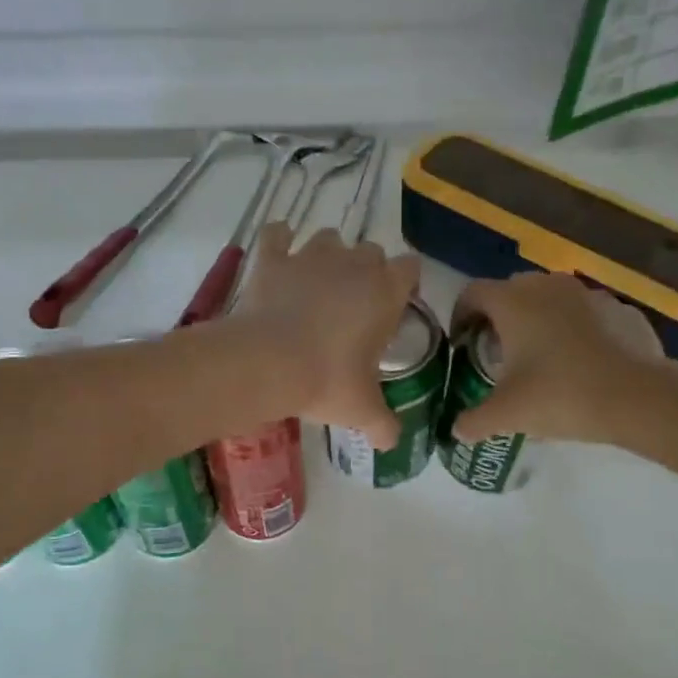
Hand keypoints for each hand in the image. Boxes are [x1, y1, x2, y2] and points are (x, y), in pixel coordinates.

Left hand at [236, 222, 420, 448]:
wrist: (267, 363)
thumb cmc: (326, 381)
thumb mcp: (362, 410)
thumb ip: (384, 425)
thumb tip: (392, 443)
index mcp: (385, 291)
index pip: (410, 268)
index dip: (405, 283)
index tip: (396, 305)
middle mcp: (353, 264)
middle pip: (371, 251)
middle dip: (367, 271)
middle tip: (355, 304)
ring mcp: (310, 256)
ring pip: (329, 238)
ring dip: (328, 254)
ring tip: (318, 282)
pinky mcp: (272, 259)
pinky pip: (277, 234)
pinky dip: (279, 239)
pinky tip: (279, 251)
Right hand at [449, 273, 663, 442]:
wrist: (638, 398)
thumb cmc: (560, 395)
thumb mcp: (507, 415)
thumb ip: (474, 421)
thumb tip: (457, 431)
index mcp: (512, 301)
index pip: (472, 293)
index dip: (461, 315)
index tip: (462, 343)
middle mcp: (546, 285)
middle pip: (511, 292)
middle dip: (500, 318)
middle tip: (498, 353)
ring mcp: (587, 293)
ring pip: (550, 299)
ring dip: (539, 320)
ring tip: (541, 357)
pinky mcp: (619, 308)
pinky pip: (585, 313)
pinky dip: (575, 329)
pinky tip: (581, 362)